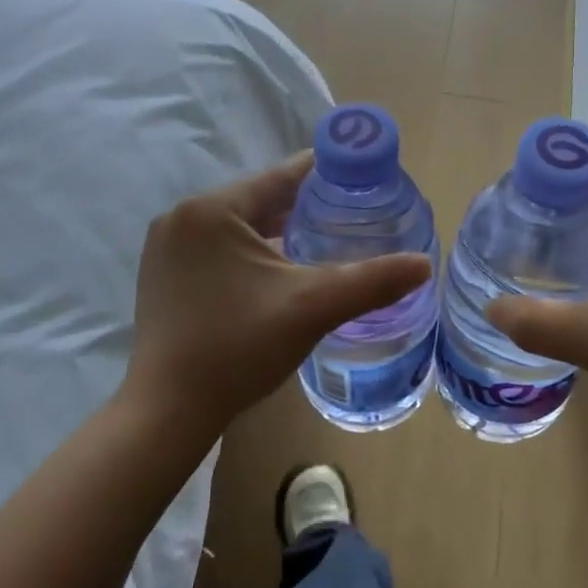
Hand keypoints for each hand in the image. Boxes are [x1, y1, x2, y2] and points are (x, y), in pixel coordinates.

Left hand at [127, 152, 431, 433]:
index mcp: (212, 210)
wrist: (168, 412)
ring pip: (240, 226)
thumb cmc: (238, 348)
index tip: (363, 178)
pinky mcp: (163, 275)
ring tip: (325, 243)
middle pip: (260, 200)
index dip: (326, 176)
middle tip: (352, 218)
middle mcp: (183, 218)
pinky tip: (280, 272)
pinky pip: (220, 248)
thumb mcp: (313, 308)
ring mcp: (167, 248)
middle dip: (305, 208)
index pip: (281, 177)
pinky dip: (252, 253)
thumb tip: (424, 264)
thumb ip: (372, 281)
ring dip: (279, 231)